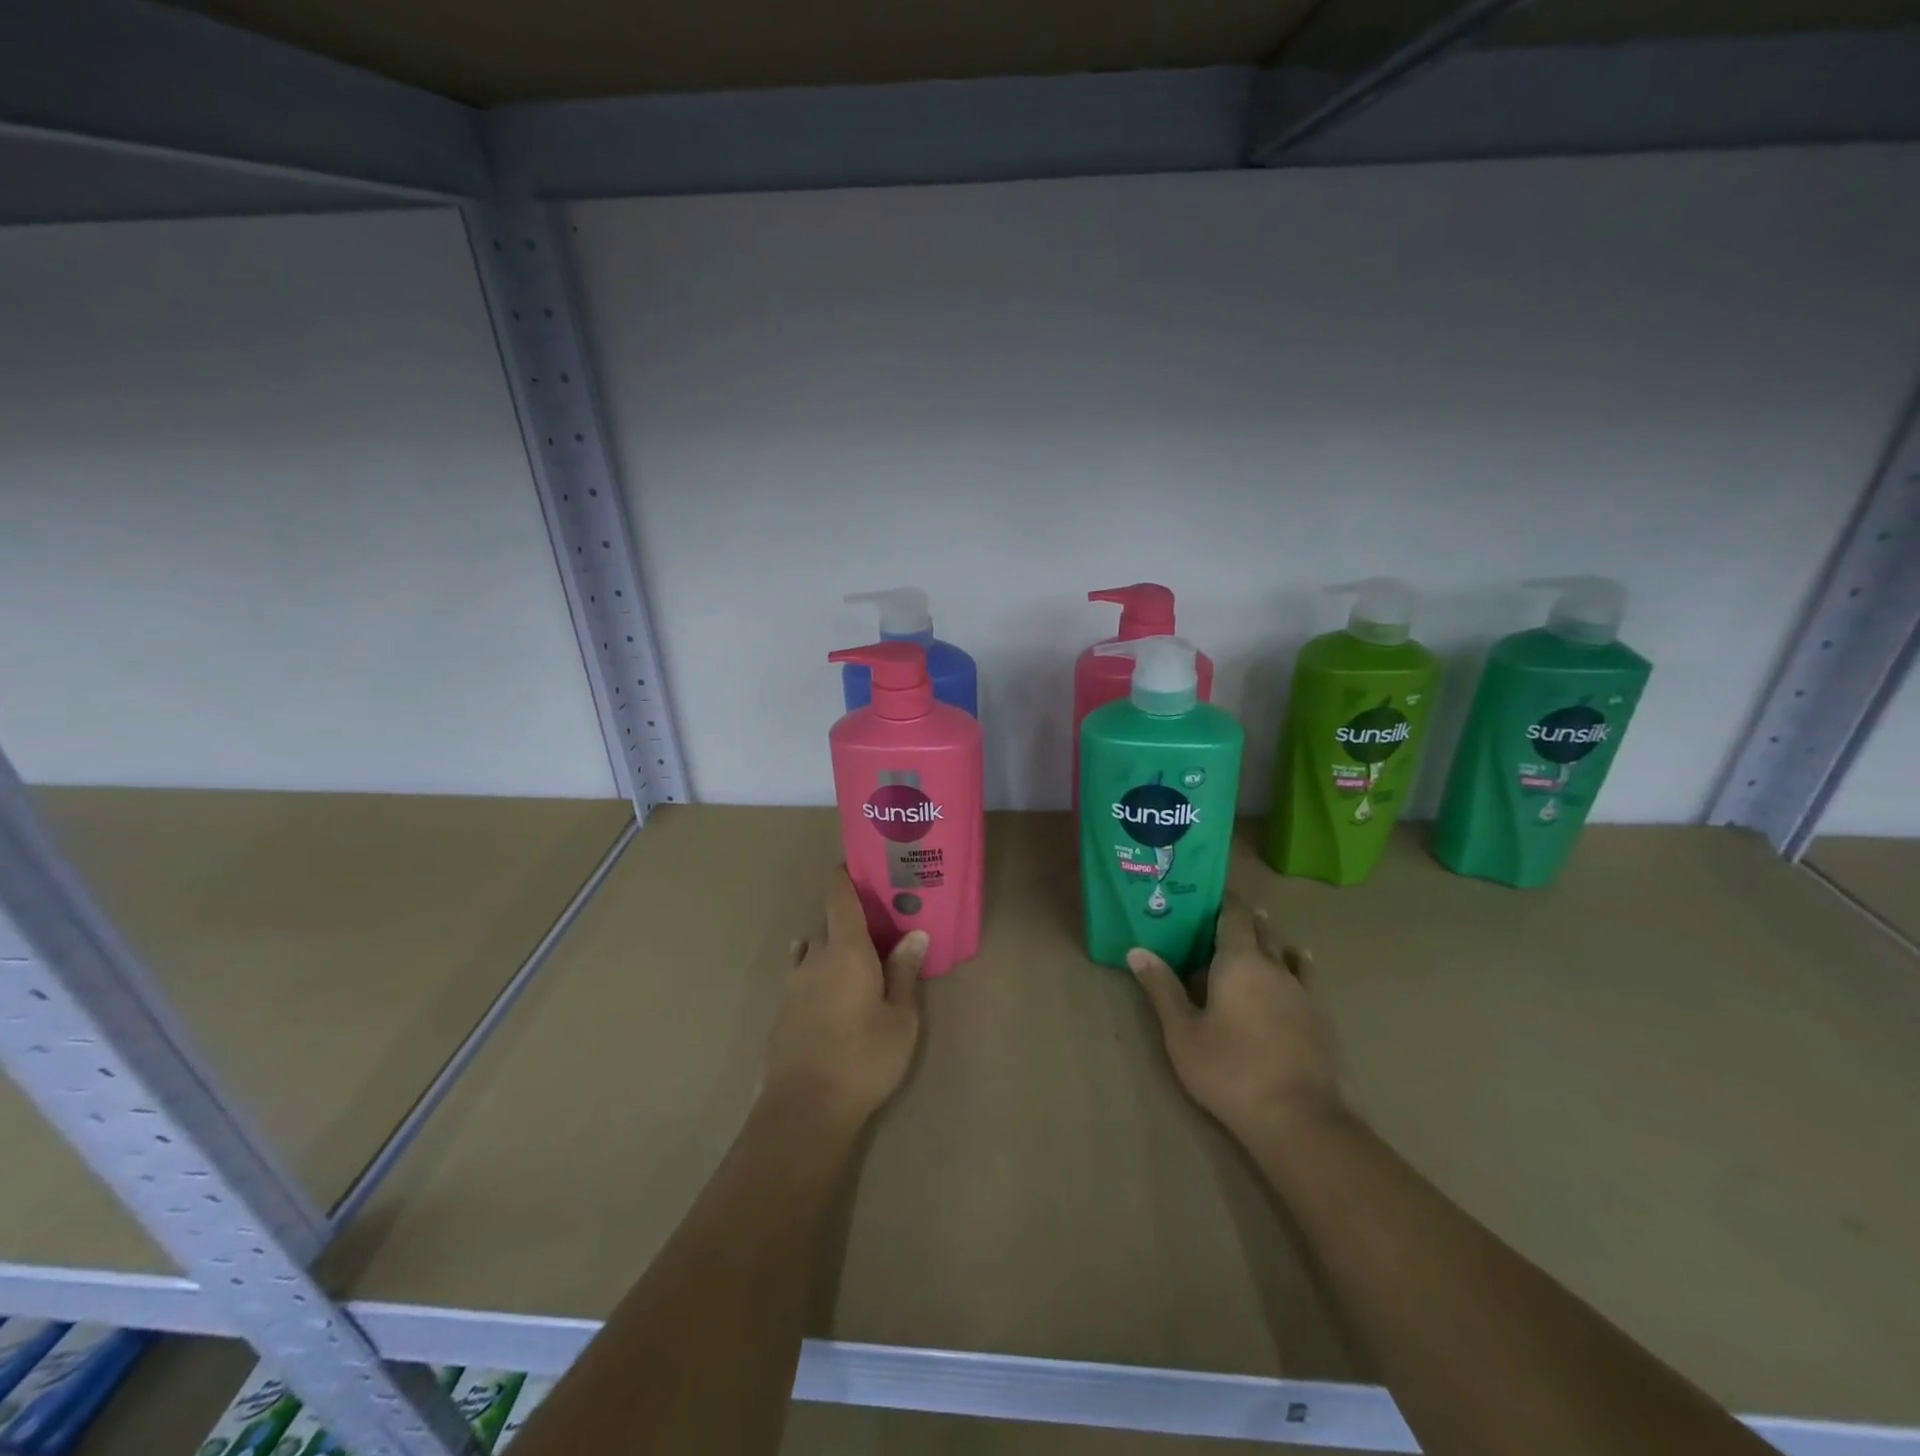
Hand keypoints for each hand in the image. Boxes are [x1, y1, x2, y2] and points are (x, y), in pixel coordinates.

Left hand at [763, 869, 926, 1130]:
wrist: (804, 1109)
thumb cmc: (864, 1057)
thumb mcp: (900, 1018)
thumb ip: (904, 973)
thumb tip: (915, 934)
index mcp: (846, 950)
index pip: (839, 897)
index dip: (843, 877)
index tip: (855, 866)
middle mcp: (814, 958)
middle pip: (828, 924)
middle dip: (848, 919)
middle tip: (876, 926)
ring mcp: (793, 985)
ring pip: (811, 950)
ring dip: (829, 947)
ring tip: (852, 960)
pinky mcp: (782, 1012)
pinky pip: (801, 976)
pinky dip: (816, 973)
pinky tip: (830, 994)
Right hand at [1130, 896, 1340, 1144]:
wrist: (1298, 1118)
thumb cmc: (1229, 1070)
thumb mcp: (1182, 1032)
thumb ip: (1162, 988)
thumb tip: (1137, 950)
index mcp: (1237, 961)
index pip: (1233, 914)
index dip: (1222, 900)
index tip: (1205, 894)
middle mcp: (1272, 964)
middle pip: (1259, 927)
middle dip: (1241, 918)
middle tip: (1216, 918)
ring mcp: (1301, 989)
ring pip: (1283, 948)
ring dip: (1267, 938)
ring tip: (1252, 936)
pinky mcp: (1319, 1014)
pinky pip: (1305, 973)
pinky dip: (1295, 961)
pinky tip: (1294, 961)